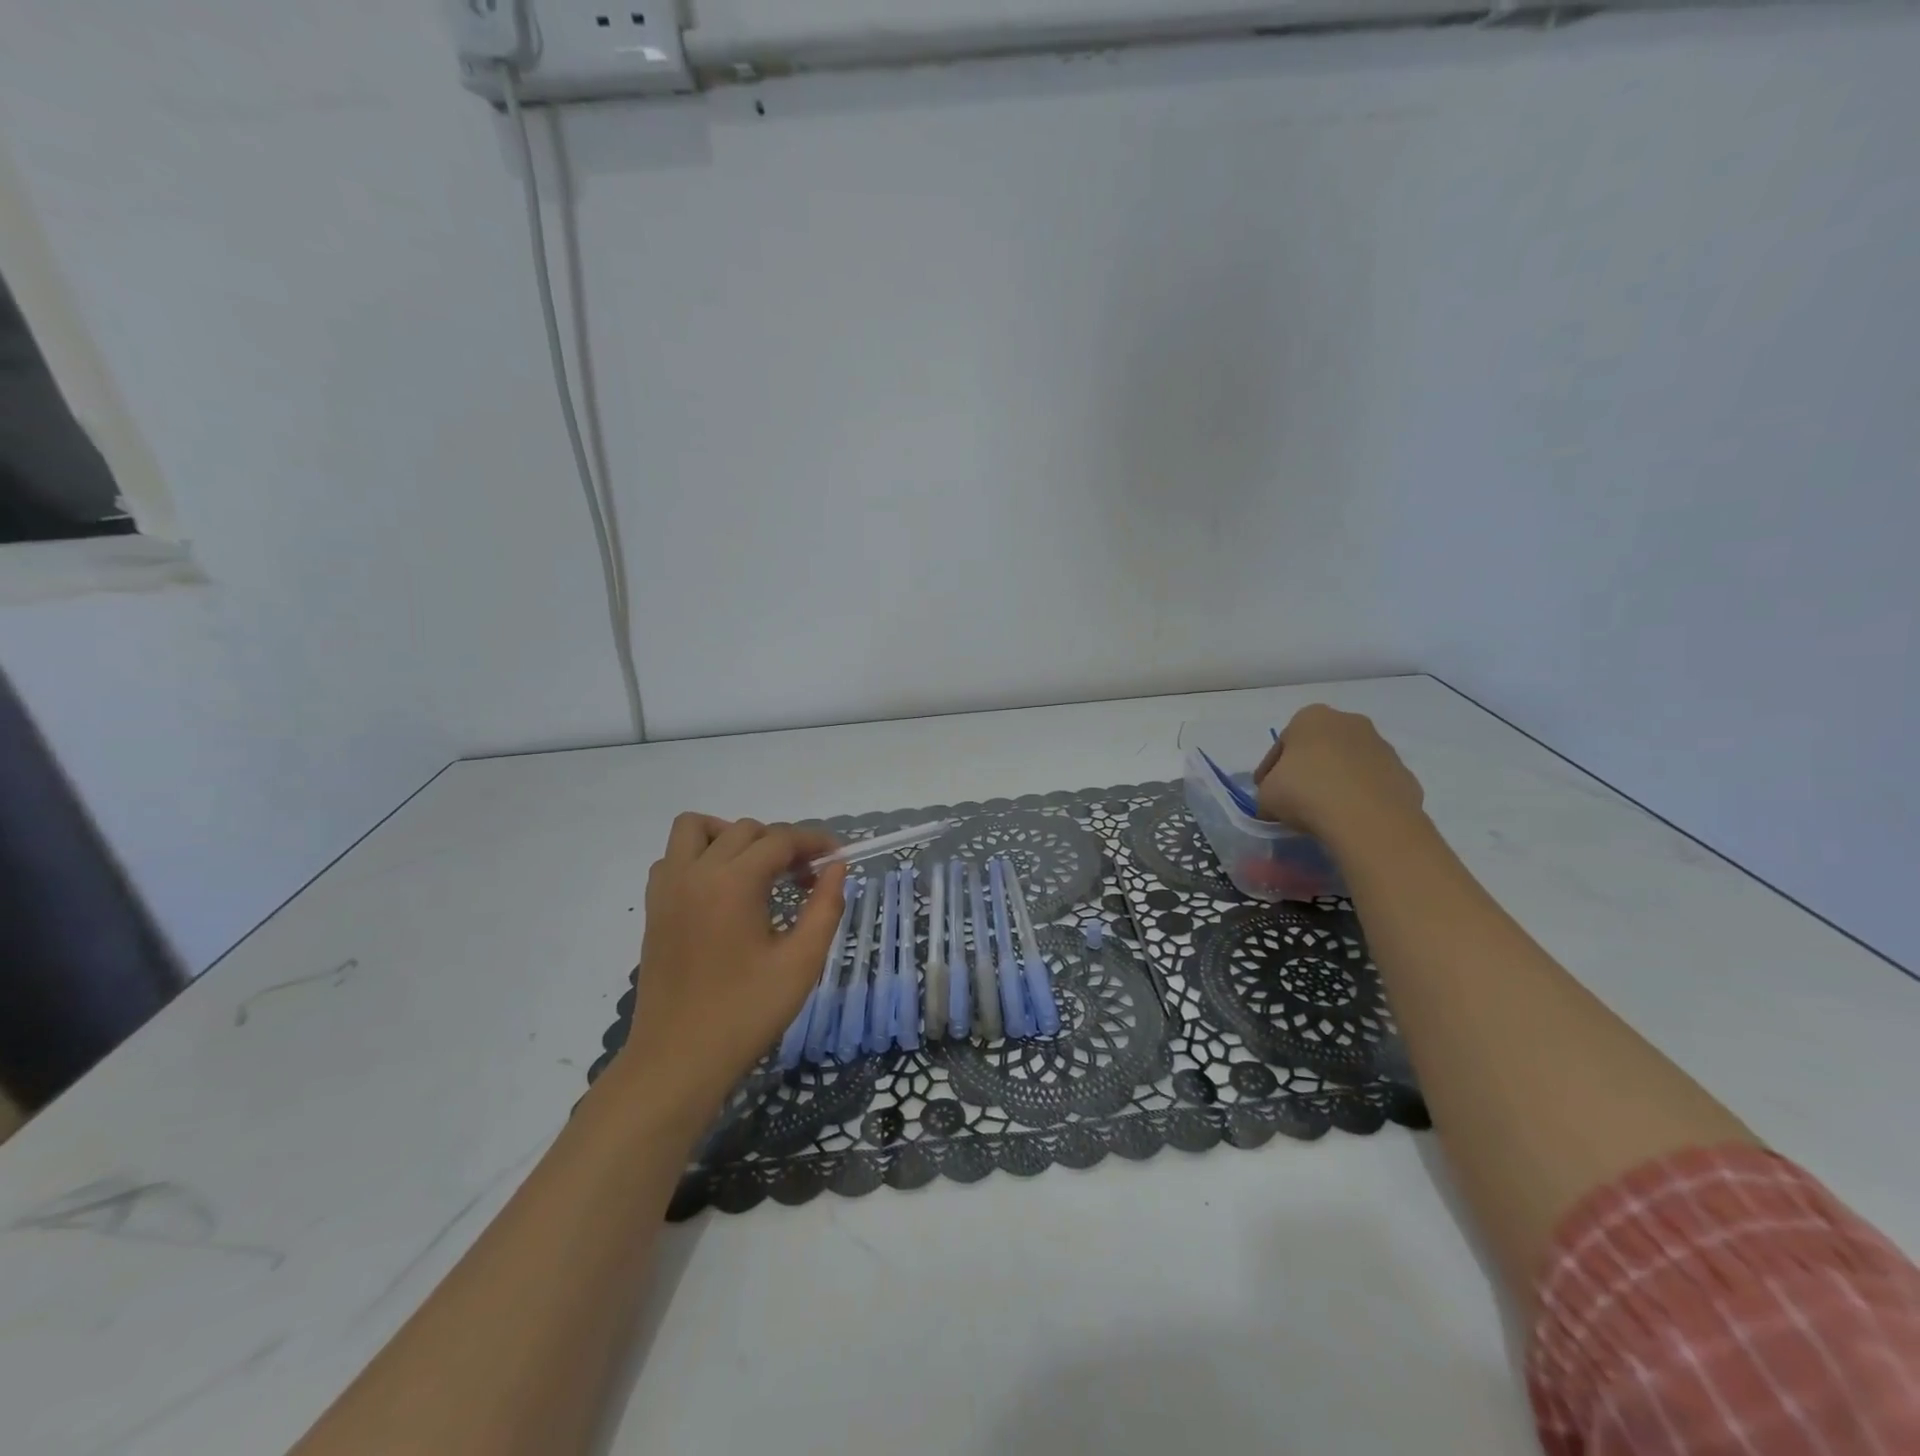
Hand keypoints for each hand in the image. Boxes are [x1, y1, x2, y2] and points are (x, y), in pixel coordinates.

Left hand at [613, 815, 847, 1120]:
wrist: (677, 1061)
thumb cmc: (745, 1014)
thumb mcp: (801, 963)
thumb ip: (825, 907)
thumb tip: (837, 867)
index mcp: (733, 883)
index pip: (781, 840)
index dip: (815, 842)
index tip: (838, 857)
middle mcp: (695, 873)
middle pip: (745, 830)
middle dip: (781, 843)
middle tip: (806, 877)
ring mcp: (668, 889)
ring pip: (697, 830)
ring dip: (732, 836)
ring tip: (758, 870)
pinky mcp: (654, 909)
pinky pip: (673, 858)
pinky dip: (699, 857)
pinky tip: (721, 890)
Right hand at [1253, 705, 1424, 844]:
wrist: (1368, 818)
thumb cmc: (1306, 793)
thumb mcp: (1266, 795)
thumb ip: (1268, 791)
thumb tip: (1274, 801)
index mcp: (1311, 717)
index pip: (1282, 743)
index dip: (1270, 769)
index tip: (1265, 790)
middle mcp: (1349, 722)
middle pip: (1320, 748)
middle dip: (1308, 769)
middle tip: (1295, 797)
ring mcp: (1382, 746)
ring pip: (1349, 764)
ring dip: (1336, 781)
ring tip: (1325, 812)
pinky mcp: (1404, 774)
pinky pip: (1373, 784)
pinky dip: (1361, 797)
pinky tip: (1351, 818)